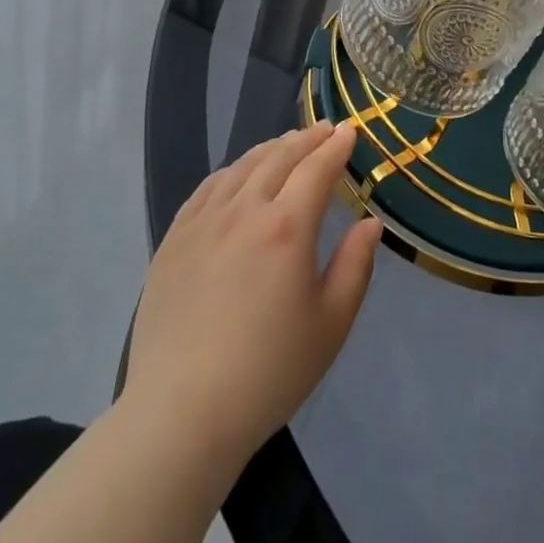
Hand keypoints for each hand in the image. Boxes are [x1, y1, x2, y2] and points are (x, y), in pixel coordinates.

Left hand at [124, 122, 381, 470]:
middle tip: (324, 129)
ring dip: (269, 149)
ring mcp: (202, 223)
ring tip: (286, 143)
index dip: (336, 147)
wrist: (182, 413)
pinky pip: (206, 189)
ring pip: (240, 168)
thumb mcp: (331, 324)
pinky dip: (231, 172)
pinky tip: (237, 175)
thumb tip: (370, 222)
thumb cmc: (269, 372)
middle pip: (278, 158)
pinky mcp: (173, 240)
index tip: (349, 130)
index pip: (316, 169)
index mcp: (287, 228)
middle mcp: (243, 211)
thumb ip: (356, 265)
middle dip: (305, 139)